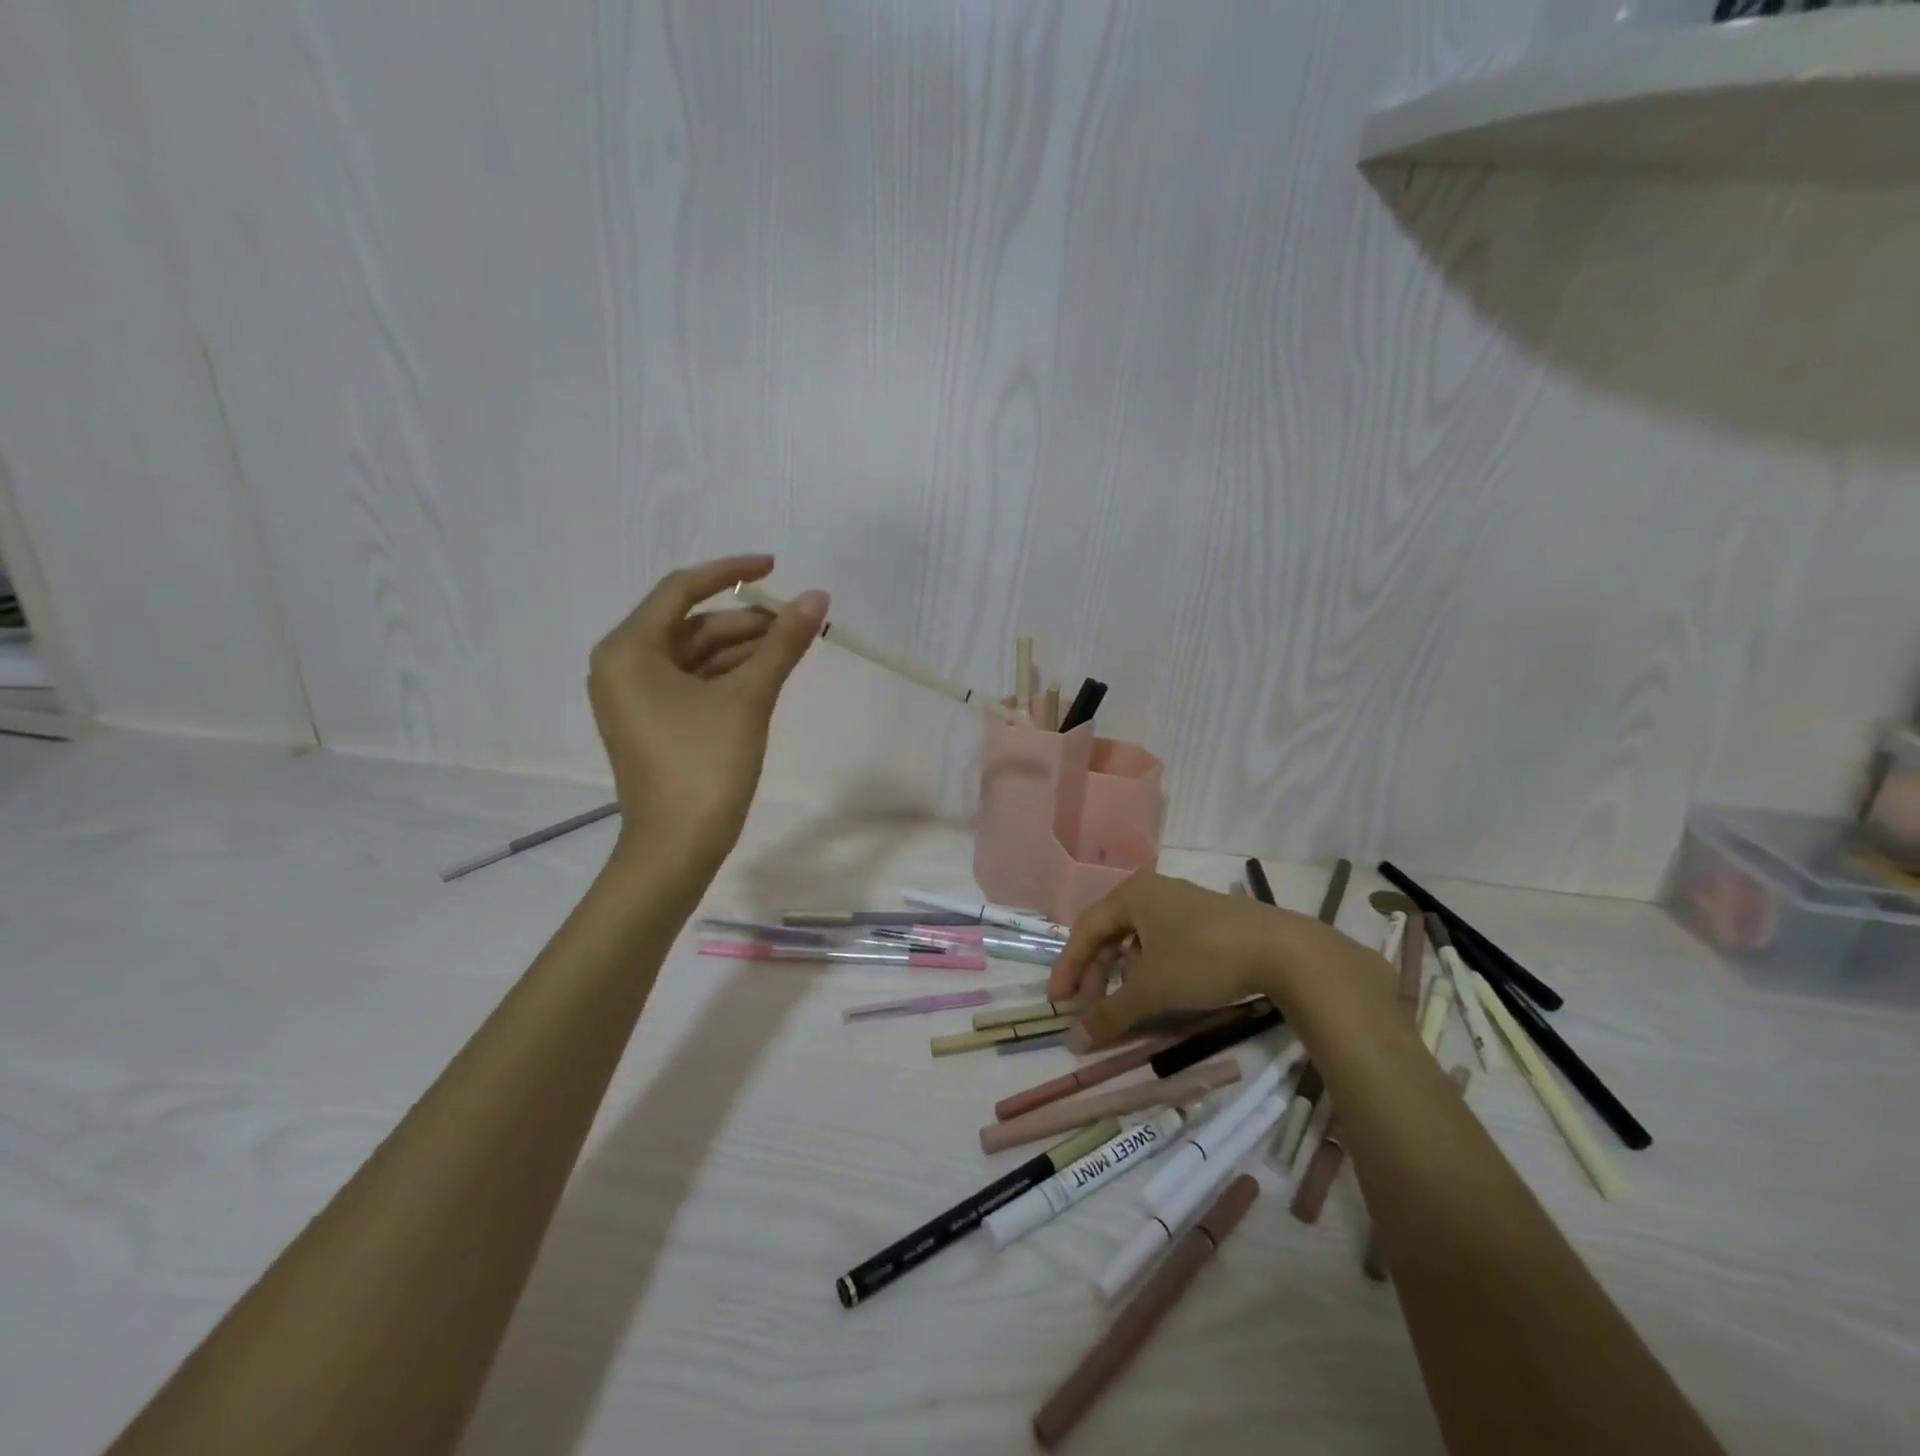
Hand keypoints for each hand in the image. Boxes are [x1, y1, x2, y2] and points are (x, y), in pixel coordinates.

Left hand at [588, 555, 826, 871]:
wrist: (675, 849)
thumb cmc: (704, 766)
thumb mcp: (748, 698)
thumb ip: (783, 644)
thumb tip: (818, 597)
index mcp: (629, 649)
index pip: (682, 589)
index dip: (732, 572)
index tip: (776, 566)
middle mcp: (623, 665)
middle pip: (691, 625)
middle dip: (746, 621)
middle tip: (797, 622)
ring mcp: (635, 697)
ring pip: (695, 655)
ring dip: (742, 649)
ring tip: (792, 647)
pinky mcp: (652, 722)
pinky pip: (693, 682)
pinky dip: (729, 675)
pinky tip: (767, 674)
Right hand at [1045, 871, 1376, 1051]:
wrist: (1283, 952)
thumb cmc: (1203, 959)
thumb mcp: (1152, 990)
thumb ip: (1109, 1014)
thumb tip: (1073, 1042)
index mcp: (1132, 894)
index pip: (1085, 930)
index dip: (1069, 967)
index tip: (1057, 1002)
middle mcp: (1153, 891)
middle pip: (1110, 932)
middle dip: (1096, 972)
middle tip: (1088, 1007)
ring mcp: (1182, 903)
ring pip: (1137, 939)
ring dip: (1122, 972)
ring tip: (1121, 1003)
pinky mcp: (1207, 920)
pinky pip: (1162, 941)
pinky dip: (1149, 967)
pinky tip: (1157, 990)